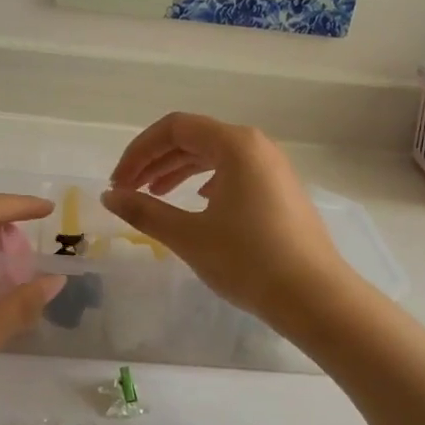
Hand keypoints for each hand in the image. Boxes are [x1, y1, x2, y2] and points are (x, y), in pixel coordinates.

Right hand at [100, 113, 351, 324]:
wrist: (314, 296)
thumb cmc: (248, 261)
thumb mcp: (188, 236)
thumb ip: (144, 211)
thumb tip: (109, 197)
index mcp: (236, 144)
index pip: (174, 128)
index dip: (139, 151)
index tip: (118, 182)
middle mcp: (257, 146)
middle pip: (195, 138)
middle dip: (155, 161)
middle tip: (128, 190)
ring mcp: (274, 168)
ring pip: (215, 156)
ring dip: (179, 171)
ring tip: (154, 195)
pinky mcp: (281, 190)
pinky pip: (235, 172)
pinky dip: (206, 182)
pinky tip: (198, 203)